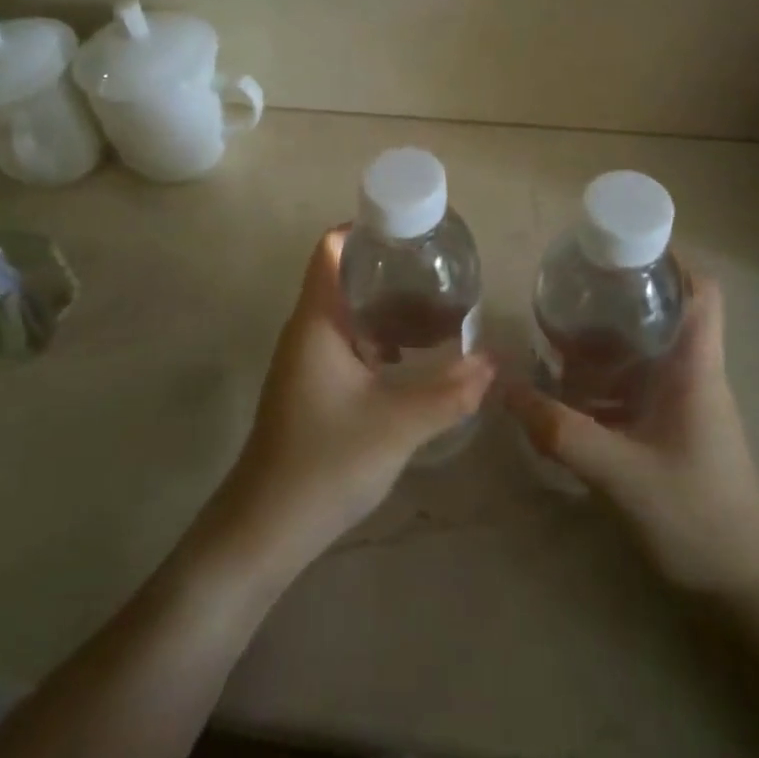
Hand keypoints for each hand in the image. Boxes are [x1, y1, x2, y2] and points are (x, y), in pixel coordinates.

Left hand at [209, 229, 493, 577]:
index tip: (411, 230)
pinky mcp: (310, 386)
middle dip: (389, 269)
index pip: (331, 249)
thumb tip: (494, 361)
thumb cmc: (326, 463)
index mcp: (317, 321)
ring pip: (347, 313)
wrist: (265, 529)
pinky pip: (346, 342)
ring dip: (385, 306)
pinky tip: (410, 357)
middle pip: (344, 276)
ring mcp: (305, 360)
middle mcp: (306, 330)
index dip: (366, 228)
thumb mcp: (398, 425)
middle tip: (439, 269)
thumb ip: (450, 392)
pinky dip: (377, 337)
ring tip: (435, 306)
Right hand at [506, 276, 758, 599]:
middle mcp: (694, 376)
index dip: (672, 259)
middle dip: (620, 296)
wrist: (744, 591)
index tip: (622, 247)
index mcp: (696, 370)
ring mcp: (686, 406)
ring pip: (647, 352)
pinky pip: (638, 387)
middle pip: (665, 314)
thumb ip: (562, 433)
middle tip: (571, 287)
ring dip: (608, 341)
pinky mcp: (674, 432)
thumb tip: (505, 391)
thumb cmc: (697, 519)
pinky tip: (568, 392)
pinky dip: (606, 380)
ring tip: (558, 331)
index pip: (702, 292)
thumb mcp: (621, 475)